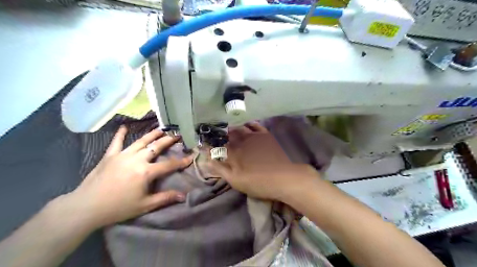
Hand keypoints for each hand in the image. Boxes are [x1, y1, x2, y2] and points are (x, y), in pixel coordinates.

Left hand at [62, 125, 192, 229]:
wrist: (86, 207)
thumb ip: (165, 198)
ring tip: (161, 129)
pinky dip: (121, 134)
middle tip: (177, 135)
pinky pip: (116, 142)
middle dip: (168, 141)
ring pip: (141, 141)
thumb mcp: (145, 205)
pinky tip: (124, 127)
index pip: (169, 165)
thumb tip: (183, 196)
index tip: (191, 156)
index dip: (181, 161)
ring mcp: (122, 155)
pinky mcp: (110, 156)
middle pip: (156, 147)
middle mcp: (137, 159)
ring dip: (152, 135)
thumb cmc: (118, 207)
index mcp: (146, 172)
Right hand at [210, 122, 317, 200]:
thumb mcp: (237, 181)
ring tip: (227, 127)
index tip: (204, 143)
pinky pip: (255, 125)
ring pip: (239, 129)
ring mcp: (254, 137)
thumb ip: (221, 169)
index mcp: (233, 154)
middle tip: (214, 132)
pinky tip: (247, 123)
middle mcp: (241, 142)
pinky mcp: (266, 135)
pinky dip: (249, 124)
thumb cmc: (260, 183)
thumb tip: (207, 160)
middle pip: (227, 136)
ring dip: (232, 127)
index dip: (210, 145)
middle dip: (219, 134)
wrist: (286, 177)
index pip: (217, 147)